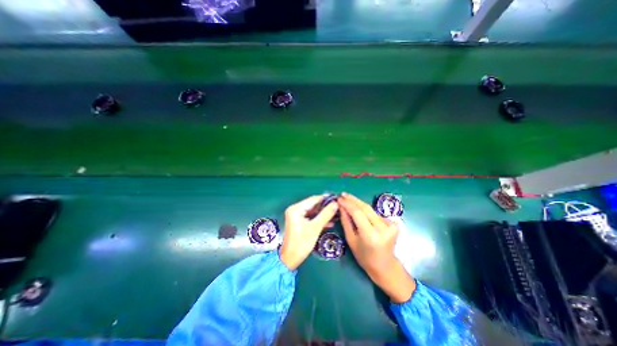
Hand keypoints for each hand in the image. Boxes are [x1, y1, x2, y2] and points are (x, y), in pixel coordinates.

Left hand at [279, 195, 336, 269]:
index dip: (325, 199)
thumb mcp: (315, 228)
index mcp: (296, 208)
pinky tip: (329, 222)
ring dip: (323, 214)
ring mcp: (296, 216)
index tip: (337, 199)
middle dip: (325, 207)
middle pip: (313, 205)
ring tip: (336, 215)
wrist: (290, 259)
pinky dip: (319, 219)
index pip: (313, 199)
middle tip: (338, 208)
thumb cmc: (301, 243)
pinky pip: (311, 218)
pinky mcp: (299, 222)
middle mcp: (295, 209)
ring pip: (313, 212)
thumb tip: (335, 204)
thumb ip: (326, 214)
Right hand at [336, 191, 416, 302]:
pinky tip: (359, 208)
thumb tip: (341, 207)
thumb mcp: (351, 240)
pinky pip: (375, 213)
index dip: (347, 204)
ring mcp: (390, 225)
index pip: (357, 213)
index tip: (339, 198)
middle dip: (353, 200)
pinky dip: (366, 210)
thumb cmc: (364, 257)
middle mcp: (382, 228)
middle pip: (365, 208)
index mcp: (370, 235)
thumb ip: (346, 222)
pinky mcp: (394, 223)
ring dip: (358, 203)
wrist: (385, 266)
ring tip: (348, 199)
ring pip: (370, 209)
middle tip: (343, 194)